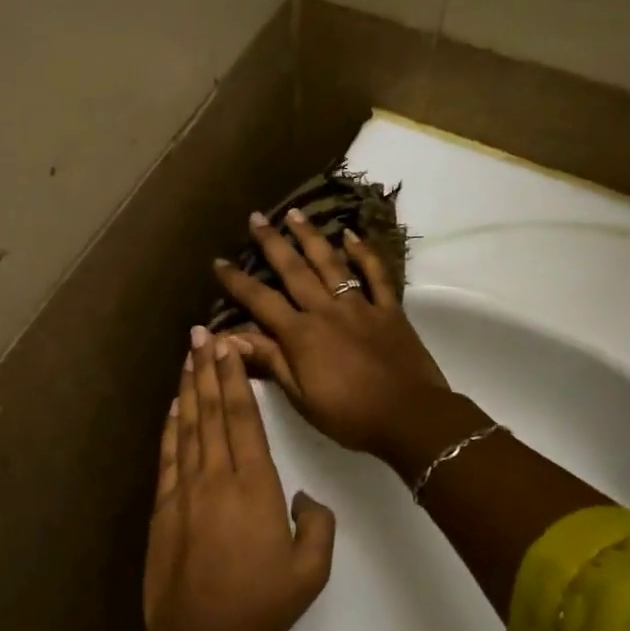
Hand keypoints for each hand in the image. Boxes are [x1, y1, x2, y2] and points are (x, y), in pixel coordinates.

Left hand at [142, 326, 336, 630]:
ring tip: (187, 356)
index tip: (228, 348)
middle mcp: (217, 478)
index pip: (243, 420)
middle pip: (212, 412)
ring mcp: (185, 491)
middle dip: (207, 369)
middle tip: (201, 335)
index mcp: (255, 487)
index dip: (234, 380)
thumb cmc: (260, 605)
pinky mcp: (164, 508)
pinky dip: (170, 427)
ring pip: (188, 427)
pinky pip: (168, 456)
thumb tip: (305, 498)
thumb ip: (318, 526)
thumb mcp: (310, 571)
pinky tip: (173, 406)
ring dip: (188, 388)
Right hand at [212, 209, 451, 459]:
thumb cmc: (350, 415)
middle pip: (294, 270)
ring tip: (295, 214)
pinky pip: (376, 275)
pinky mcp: (389, 310)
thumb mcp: (301, 397)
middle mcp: (326, 310)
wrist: (410, 417)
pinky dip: (364, 253)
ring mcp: (360, 306)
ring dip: (311, 237)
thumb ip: (270, 361)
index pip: (261, 301)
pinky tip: (351, 235)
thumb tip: (228, 338)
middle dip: (272, 243)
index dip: (237, 282)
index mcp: (301, 335)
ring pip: (331, 263)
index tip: (219, 262)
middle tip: (256, 218)